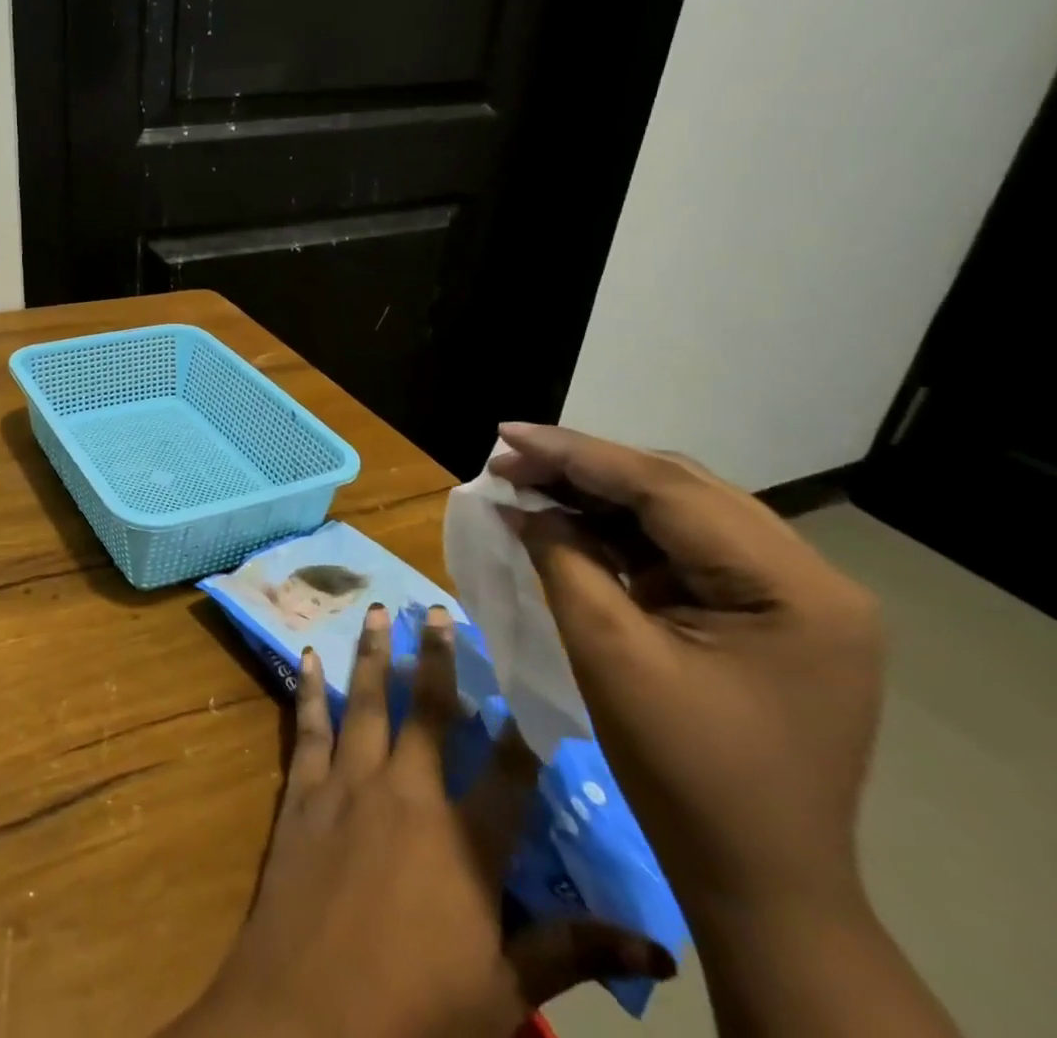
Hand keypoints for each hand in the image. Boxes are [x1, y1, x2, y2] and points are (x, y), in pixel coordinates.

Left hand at [165, 605, 671, 1037]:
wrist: (308, 1013)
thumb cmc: (417, 1013)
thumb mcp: (504, 993)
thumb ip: (569, 954)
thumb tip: (659, 949)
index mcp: (464, 841)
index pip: (508, 771)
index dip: (524, 725)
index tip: (532, 678)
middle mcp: (406, 793)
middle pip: (428, 712)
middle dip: (437, 659)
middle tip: (440, 611)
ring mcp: (349, 783)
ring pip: (366, 702)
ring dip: (373, 655)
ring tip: (379, 612)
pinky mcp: (305, 790)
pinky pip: (309, 727)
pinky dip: (308, 690)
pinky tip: (306, 658)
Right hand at [490, 423, 885, 926]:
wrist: (756, 877)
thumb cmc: (684, 771)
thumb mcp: (610, 654)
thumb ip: (564, 560)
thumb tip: (521, 504)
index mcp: (793, 587)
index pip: (668, 490)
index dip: (577, 454)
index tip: (504, 434)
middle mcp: (807, 577)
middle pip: (678, 490)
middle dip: (584, 468)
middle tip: (506, 458)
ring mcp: (790, 595)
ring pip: (677, 513)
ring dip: (598, 495)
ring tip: (525, 482)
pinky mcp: (762, 613)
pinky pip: (680, 549)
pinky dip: (619, 532)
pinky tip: (567, 522)